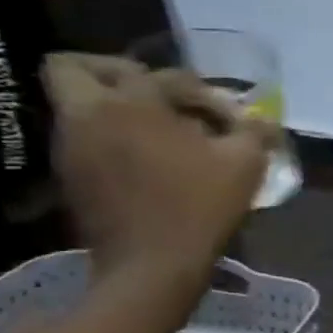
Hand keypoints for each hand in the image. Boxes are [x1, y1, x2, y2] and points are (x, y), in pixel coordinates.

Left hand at [44, 55, 273, 294]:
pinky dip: (112, 139)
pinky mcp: (69, 175)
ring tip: (161, 136)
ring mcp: (70, 145)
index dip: (204, 94)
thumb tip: (263, 119)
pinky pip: (84, 138)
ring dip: (115, 109)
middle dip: (116, 72)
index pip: (166, 76)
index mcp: (132, 103)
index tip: (229, 120)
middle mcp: (89, 114)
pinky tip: (148, 164)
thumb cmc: (200, 207)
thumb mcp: (245, 165)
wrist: (152, 265)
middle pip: (76, 68)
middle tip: (157, 97)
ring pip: (78, 104)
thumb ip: (254, 132)